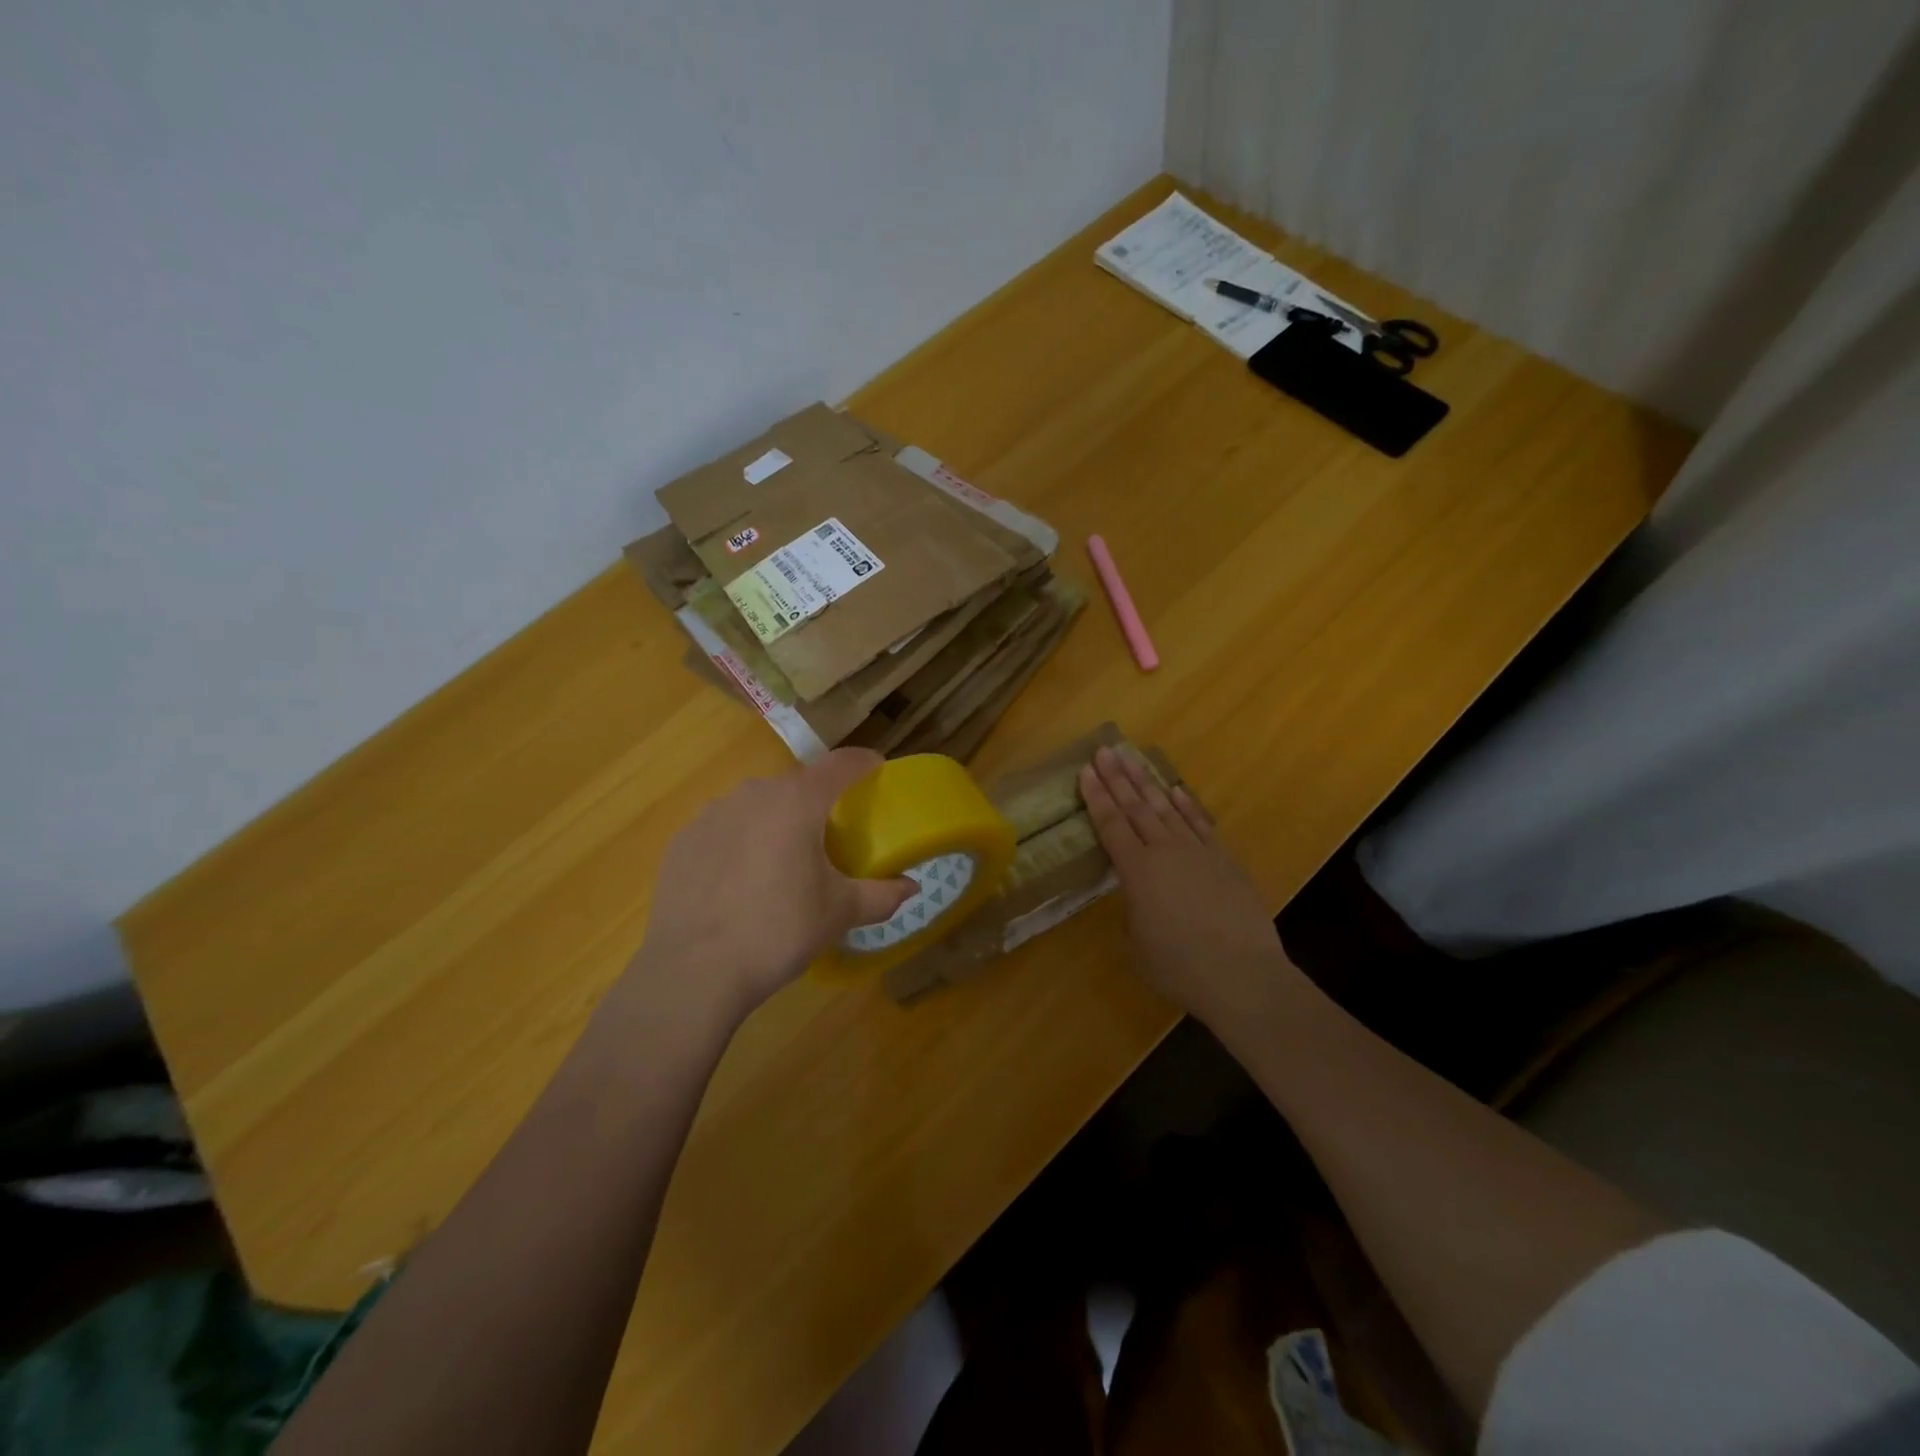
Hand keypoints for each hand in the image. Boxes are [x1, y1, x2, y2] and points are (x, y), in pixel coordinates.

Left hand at [631, 749, 914, 1021]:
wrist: (693, 971)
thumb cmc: (778, 931)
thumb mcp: (839, 913)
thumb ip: (881, 895)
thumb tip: (911, 887)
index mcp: (797, 802)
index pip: (841, 764)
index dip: (864, 763)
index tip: (877, 771)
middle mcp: (753, 794)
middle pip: (797, 786)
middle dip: (817, 803)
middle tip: (830, 837)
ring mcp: (712, 814)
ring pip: (757, 806)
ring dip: (775, 822)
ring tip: (782, 863)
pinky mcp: (682, 840)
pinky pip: (724, 829)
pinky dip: (739, 843)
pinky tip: (739, 882)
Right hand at [1079, 746, 1295, 1029]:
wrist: (1243, 975)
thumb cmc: (1179, 968)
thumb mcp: (1137, 944)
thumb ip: (1133, 911)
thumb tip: (1137, 897)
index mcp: (1136, 872)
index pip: (1111, 824)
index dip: (1096, 796)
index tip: (1086, 770)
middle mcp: (1165, 852)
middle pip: (1136, 807)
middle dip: (1118, 778)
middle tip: (1105, 751)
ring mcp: (1198, 853)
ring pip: (1167, 809)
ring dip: (1147, 782)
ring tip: (1133, 759)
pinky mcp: (1225, 861)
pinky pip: (1200, 824)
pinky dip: (1186, 805)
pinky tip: (1176, 790)